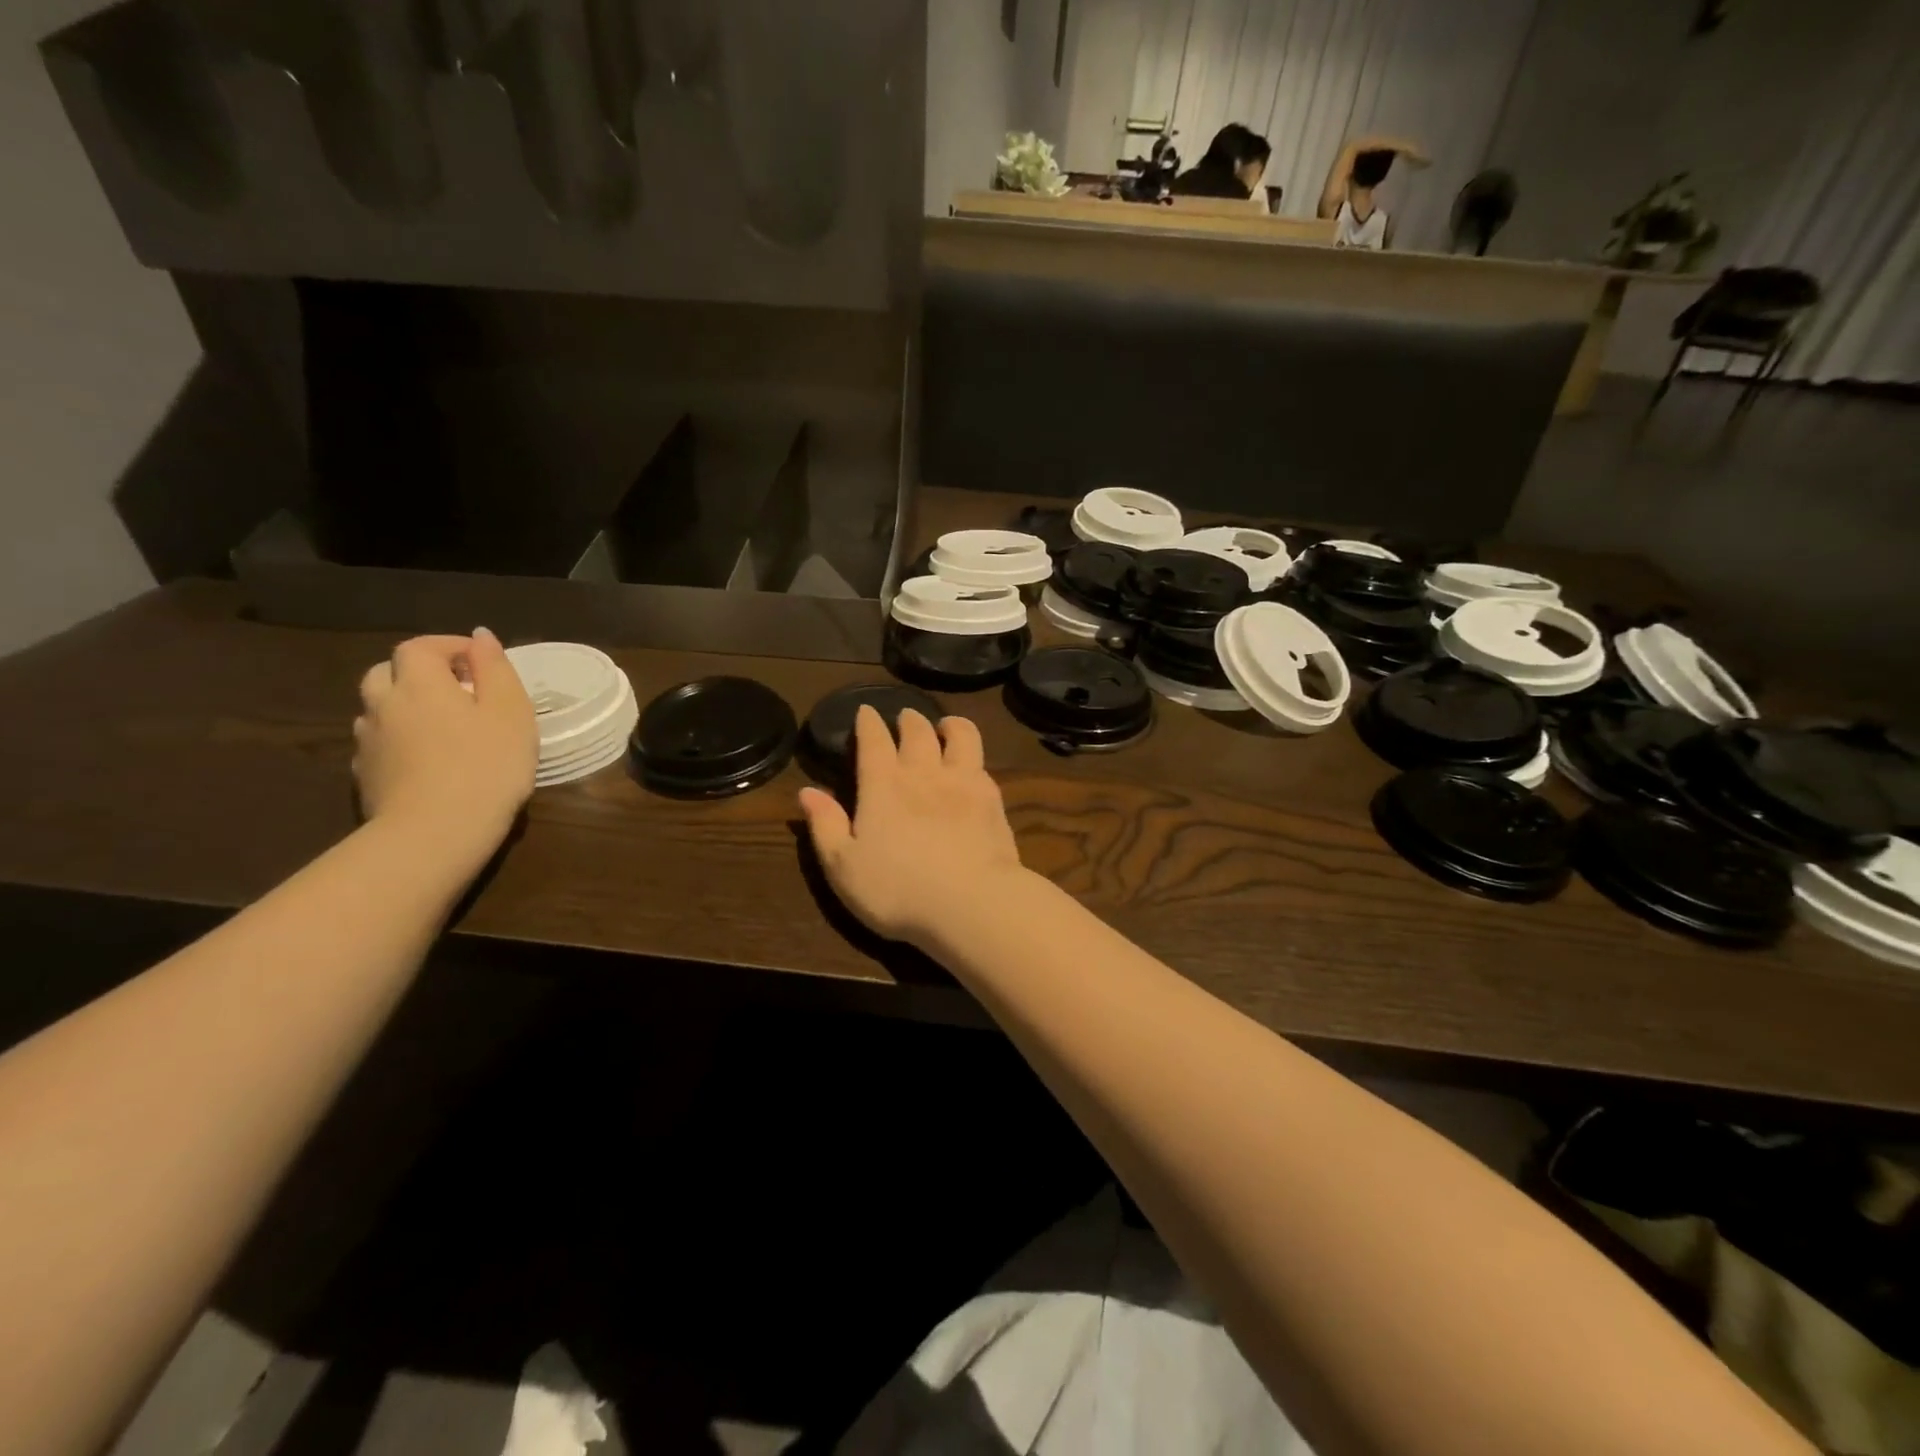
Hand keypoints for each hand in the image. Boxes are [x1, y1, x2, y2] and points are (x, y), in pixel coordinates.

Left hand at [354, 629, 536, 863]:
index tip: (480, 661)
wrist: (435, 833)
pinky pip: (378, 744)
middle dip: (418, 673)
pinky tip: (423, 759)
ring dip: (404, 706)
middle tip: (457, 691)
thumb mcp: (511, 711)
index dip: (448, 646)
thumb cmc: (487, 765)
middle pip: (387, 672)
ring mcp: (369, 742)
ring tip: (441, 726)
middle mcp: (384, 704)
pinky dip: (397, 740)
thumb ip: (495, 668)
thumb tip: (480, 637)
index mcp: (420, 683)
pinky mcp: (365, 776)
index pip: (420, 647)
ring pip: (378, 708)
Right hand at [798, 707, 1026, 947]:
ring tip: (946, 726)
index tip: (866, 711)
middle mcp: (923, 773)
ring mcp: (963, 782)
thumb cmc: (897, 889)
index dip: (868, 723)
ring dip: (951, 725)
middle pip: (917, 731)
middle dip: (909, 719)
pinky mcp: (993, 800)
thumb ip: (825, 826)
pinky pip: (982, 765)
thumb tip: (807, 792)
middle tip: (905, 716)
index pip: (874, 741)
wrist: (971, 902)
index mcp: (883, 786)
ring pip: (960, 736)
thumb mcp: (844, 867)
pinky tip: (973, 767)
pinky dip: (974, 757)